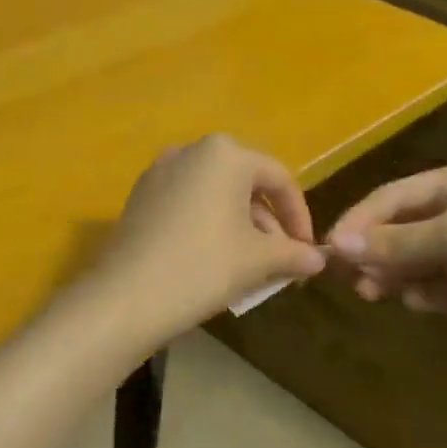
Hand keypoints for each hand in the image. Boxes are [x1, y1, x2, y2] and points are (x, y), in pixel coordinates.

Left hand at [92, 135, 325, 342]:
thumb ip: (293, 253)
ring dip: (240, 227)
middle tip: (281, 261)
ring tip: (251, 266)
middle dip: (268, 223)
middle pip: (245, 184)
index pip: (279, 179)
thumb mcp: (258, 261)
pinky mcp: (140, 196)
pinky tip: (214, 260)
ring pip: (216, 195)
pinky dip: (209, 225)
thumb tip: (318, 258)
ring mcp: (160, 172)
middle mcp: (190, 151)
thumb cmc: (203, 267)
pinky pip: (188, 204)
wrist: (127, 296)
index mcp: (225, 154)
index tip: (307, 250)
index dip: (300, 216)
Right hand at [325, 164, 446, 359]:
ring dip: (392, 274)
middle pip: (400, 229)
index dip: (360, 220)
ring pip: (415, 260)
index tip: (332, 247)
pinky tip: (417, 301)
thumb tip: (336, 247)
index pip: (392, 196)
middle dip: (374, 251)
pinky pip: (437, 285)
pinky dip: (423, 292)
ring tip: (372, 293)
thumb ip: (392, 243)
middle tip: (349, 277)